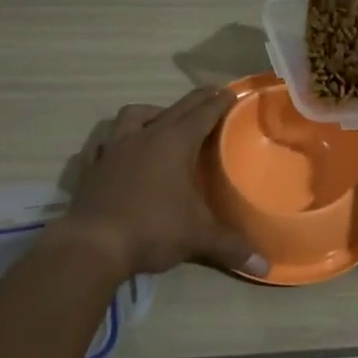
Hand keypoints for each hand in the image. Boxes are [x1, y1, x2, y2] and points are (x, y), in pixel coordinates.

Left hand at [61, 87, 267, 280]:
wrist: (93, 245)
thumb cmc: (152, 229)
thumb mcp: (198, 237)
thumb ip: (232, 246)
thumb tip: (266, 266)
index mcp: (174, 143)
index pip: (202, 113)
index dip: (219, 102)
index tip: (230, 91)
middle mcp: (144, 136)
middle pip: (174, 108)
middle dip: (195, 100)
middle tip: (210, 96)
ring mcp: (114, 149)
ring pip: (133, 115)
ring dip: (151, 113)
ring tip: (161, 122)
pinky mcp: (92, 167)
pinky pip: (105, 144)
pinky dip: (116, 142)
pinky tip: (121, 152)